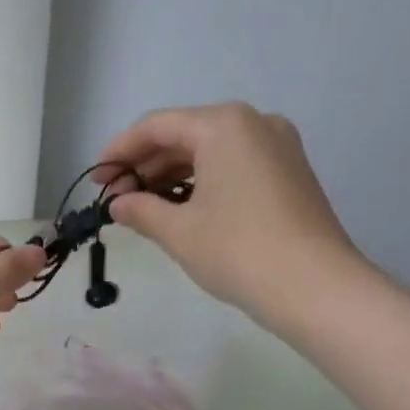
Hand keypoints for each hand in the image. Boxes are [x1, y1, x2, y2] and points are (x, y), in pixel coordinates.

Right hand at [97, 103, 368, 330]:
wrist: (314, 286)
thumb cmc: (237, 250)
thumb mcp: (178, 231)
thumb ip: (140, 210)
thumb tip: (118, 205)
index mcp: (224, 125)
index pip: (157, 126)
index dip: (119, 151)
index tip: (95, 179)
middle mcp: (254, 123)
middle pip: (185, 135)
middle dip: (145, 165)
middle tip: (115, 198)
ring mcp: (277, 147)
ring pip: (210, 152)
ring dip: (171, 176)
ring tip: (142, 208)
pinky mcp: (289, 173)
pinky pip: (233, 166)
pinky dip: (201, 183)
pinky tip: (179, 209)